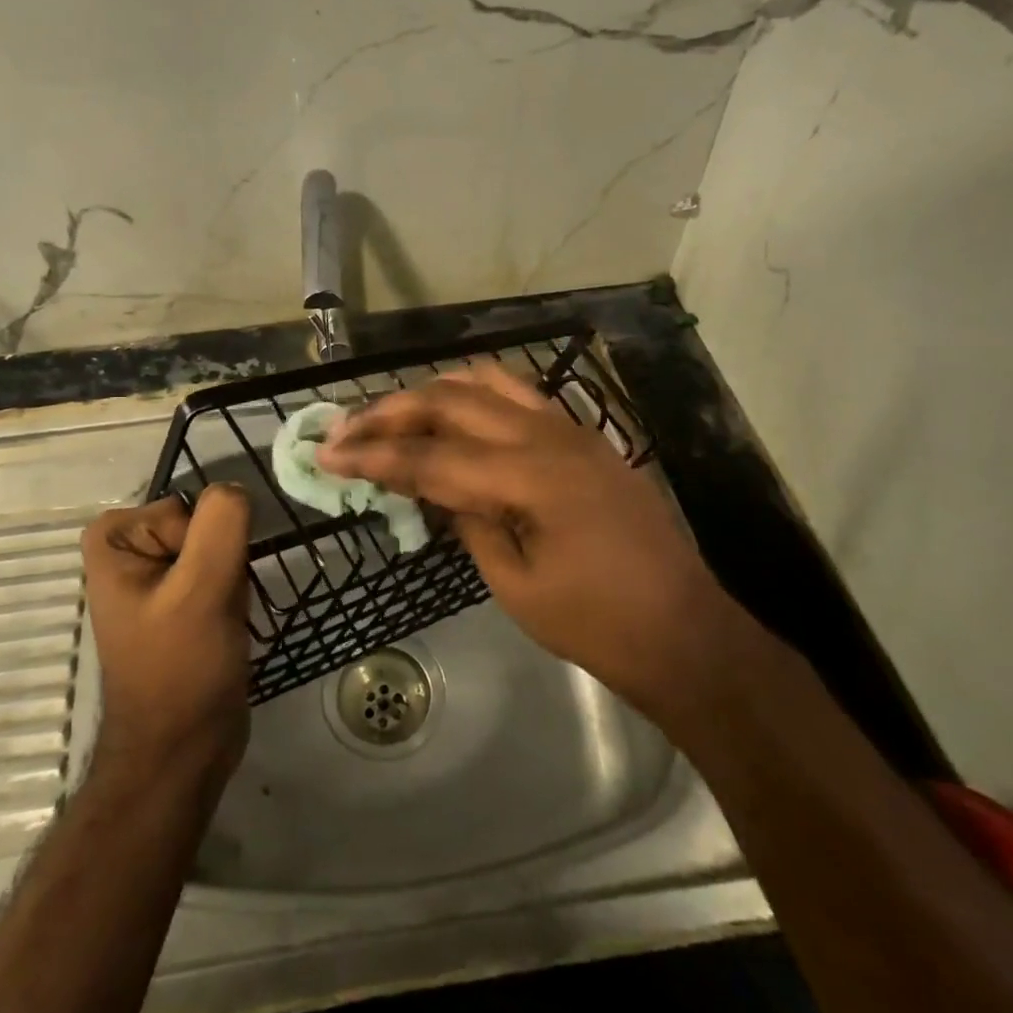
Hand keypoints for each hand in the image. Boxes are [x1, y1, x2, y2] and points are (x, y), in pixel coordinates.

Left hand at [80, 486, 251, 787]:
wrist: (182, 751)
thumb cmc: (181, 670)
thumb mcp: (202, 589)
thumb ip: (221, 524)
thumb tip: (234, 488)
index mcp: (113, 538)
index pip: (188, 508)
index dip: (205, 547)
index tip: (200, 590)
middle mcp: (127, 549)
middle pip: (204, 526)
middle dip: (222, 565)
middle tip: (212, 609)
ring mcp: (153, 576)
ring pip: (218, 549)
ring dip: (231, 582)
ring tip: (219, 622)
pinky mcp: (178, 601)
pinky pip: (219, 573)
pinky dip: (232, 596)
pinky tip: (225, 628)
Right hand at [318, 363, 726, 724]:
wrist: (685, 630)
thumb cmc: (598, 624)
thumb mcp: (516, 584)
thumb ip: (469, 524)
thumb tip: (435, 489)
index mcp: (529, 477)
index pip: (430, 456)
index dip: (373, 455)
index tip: (326, 453)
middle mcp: (547, 435)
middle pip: (449, 402)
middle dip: (389, 412)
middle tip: (344, 428)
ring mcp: (570, 428)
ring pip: (484, 382)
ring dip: (431, 392)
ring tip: (392, 413)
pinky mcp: (582, 435)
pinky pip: (519, 393)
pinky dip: (475, 394)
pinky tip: (455, 412)